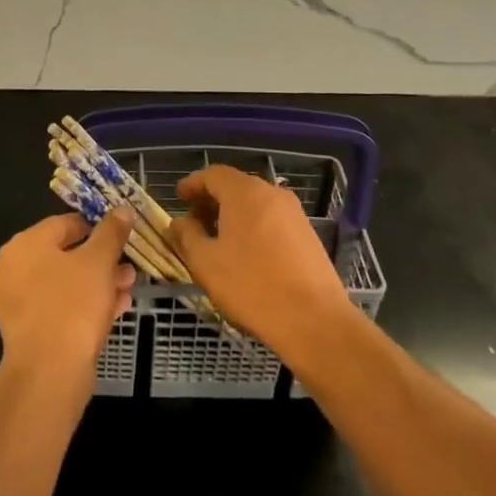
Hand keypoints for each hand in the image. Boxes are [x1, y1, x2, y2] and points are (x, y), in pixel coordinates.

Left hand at [0, 211, 135, 377]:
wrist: (49, 374)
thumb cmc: (72, 305)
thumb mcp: (99, 262)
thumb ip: (110, 233)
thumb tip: (121, 210)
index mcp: (24, 245)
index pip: (64, 223)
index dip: (95, 226)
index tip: (120, 234)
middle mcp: (13, 270)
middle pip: (65, 255)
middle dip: (101, 260)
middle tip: (127, 266)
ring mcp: (17, 304)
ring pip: (65, 285)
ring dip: (97, 284)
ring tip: (127, 288)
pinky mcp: (27, 333)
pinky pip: (60, 309)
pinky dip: (85, 306)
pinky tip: (115, 310)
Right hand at [170, 165, 360, 365]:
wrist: (315, 321)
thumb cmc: (253, 287)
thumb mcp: (206, 263)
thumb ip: (187, 236)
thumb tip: (179, 222)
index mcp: (245, 192)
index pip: (213, 174)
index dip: (193, 184)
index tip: (179, 198)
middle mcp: (272, 193)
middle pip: (235, 186)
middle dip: (211, 201)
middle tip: (194, 224)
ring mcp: (294, 213)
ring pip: (254, 203)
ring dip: (232, 215)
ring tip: (218, 242)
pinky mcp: (307, 234)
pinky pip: (271, 219)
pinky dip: (252, 226)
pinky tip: (246, 255)